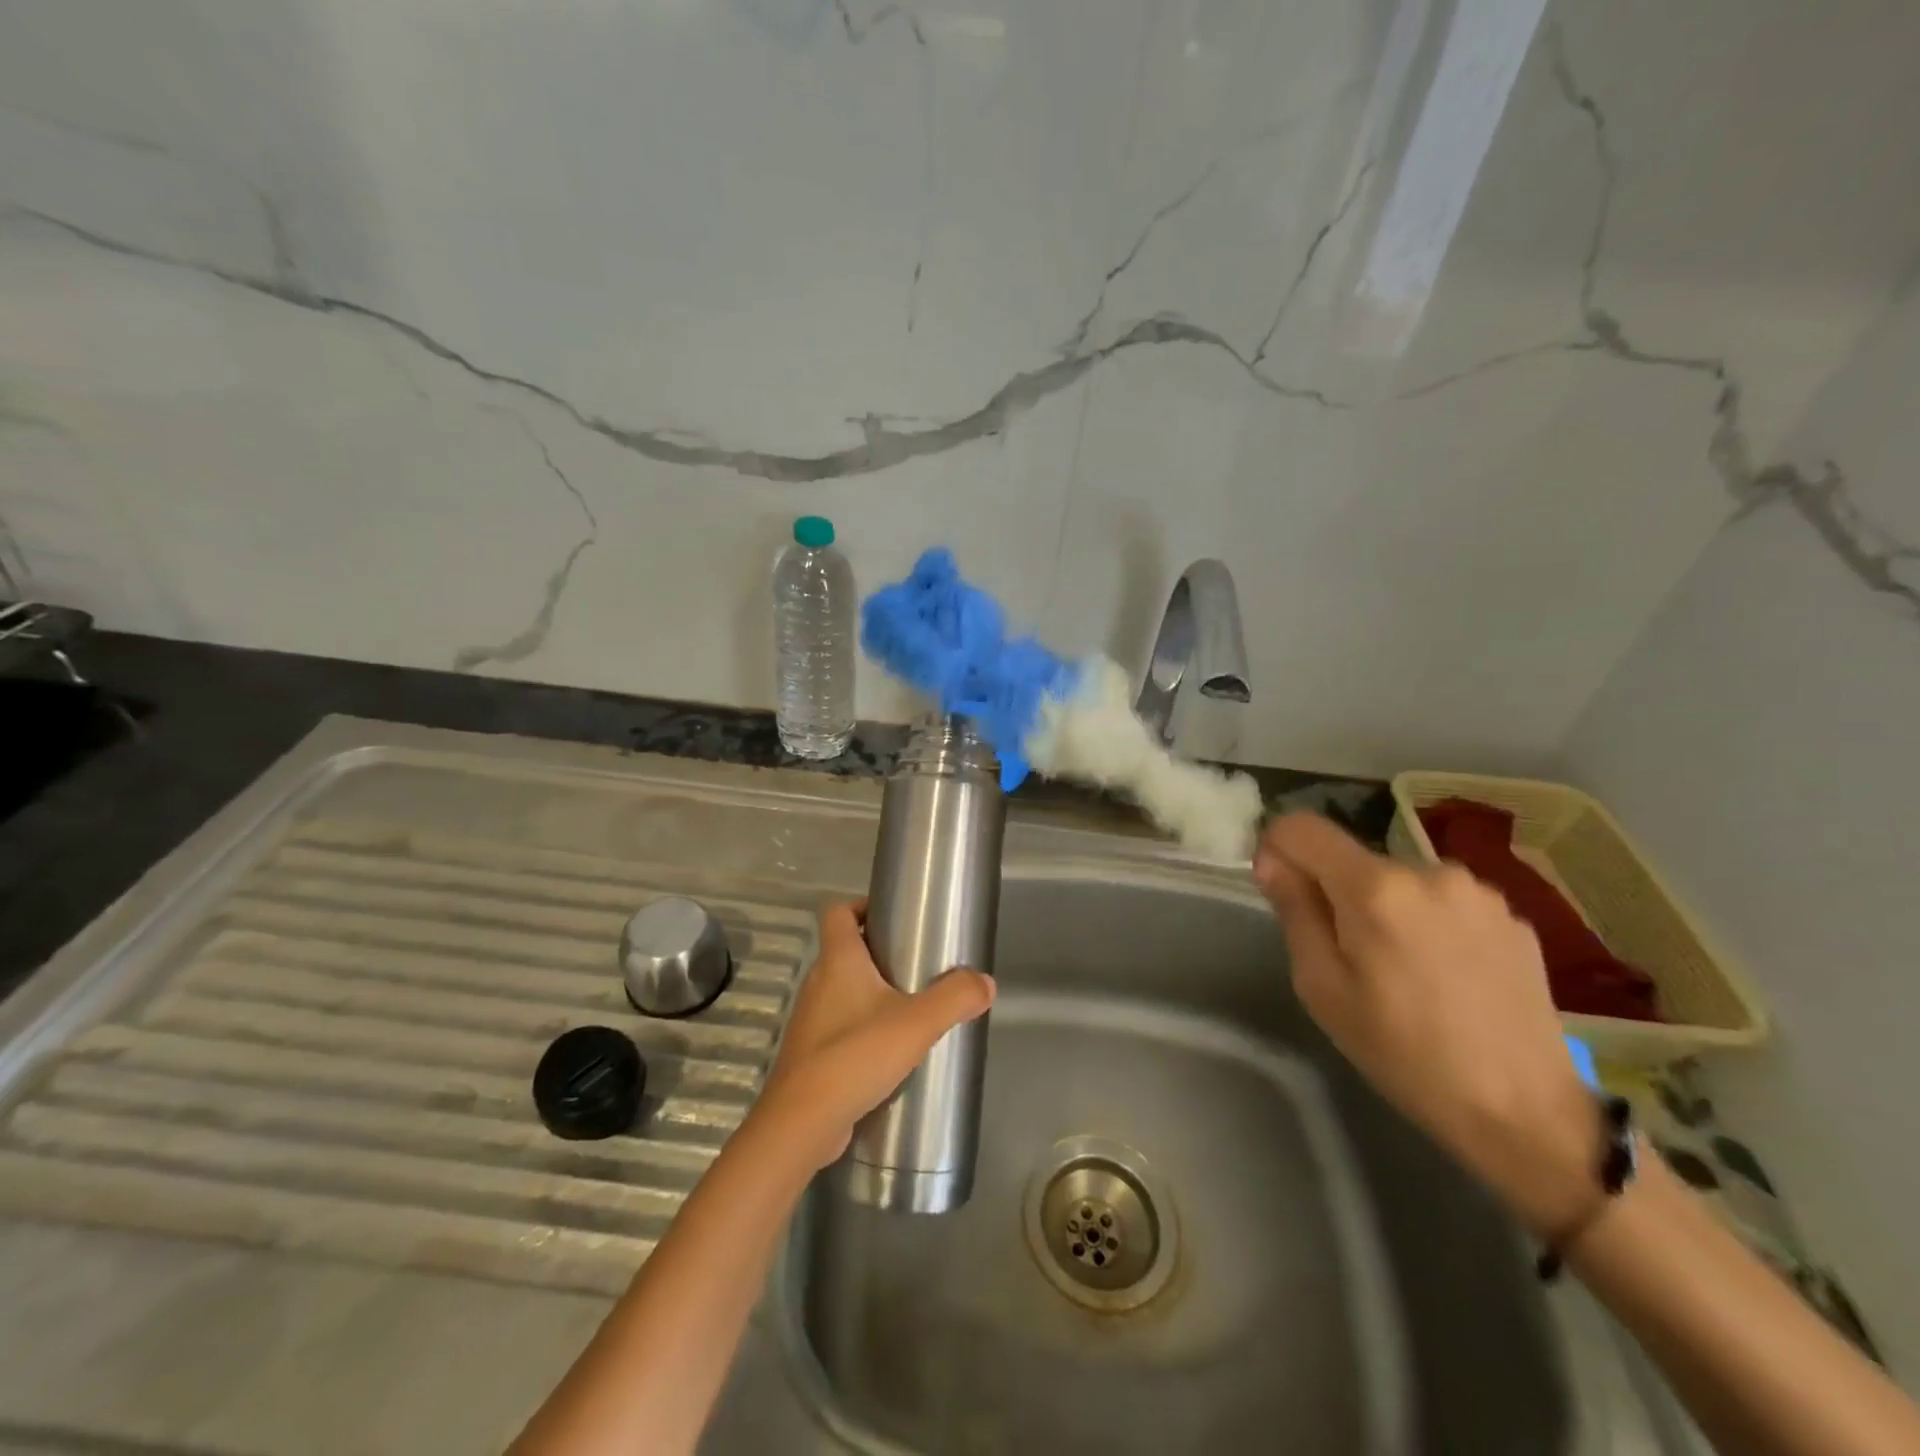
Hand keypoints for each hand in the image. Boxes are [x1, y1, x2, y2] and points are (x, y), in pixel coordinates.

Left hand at [752, 901, 995, 1172]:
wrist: (801, 1123)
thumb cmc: (855, 1055)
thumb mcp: (917, 1023)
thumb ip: (955, 998)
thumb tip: (986, 982)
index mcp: (837, 961)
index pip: (837, 912)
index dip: (861, 905)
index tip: (892, 916)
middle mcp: (817, 982)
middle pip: (843, 951)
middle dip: (877, 953)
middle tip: (915, 964)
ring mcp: (810, 1020)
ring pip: (841, 991)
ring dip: (870, 994)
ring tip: (909, 1009)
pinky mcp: (809, 1055)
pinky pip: (838, 1027)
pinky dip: (860, 1029)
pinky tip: (888, 1052)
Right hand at [1252, 813, 1598, 1236]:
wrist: (1525, 1113)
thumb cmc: (1403, 1053)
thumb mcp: (1322, 987)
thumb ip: (1294, 911)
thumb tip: (1272, 861)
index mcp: (1375, 887)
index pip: (1302, 827)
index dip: (1277, 848)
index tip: (1279, 890)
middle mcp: (1429, 870)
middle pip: (1353, 858)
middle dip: (1336, 891)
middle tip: (1347, 956)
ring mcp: (1478, 891)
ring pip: (1400, 880)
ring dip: (1385, 907)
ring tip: (1402, 970)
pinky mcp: (1513, 917)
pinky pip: (1444, 901)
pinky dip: (1428, 923)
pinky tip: (1445, 976)